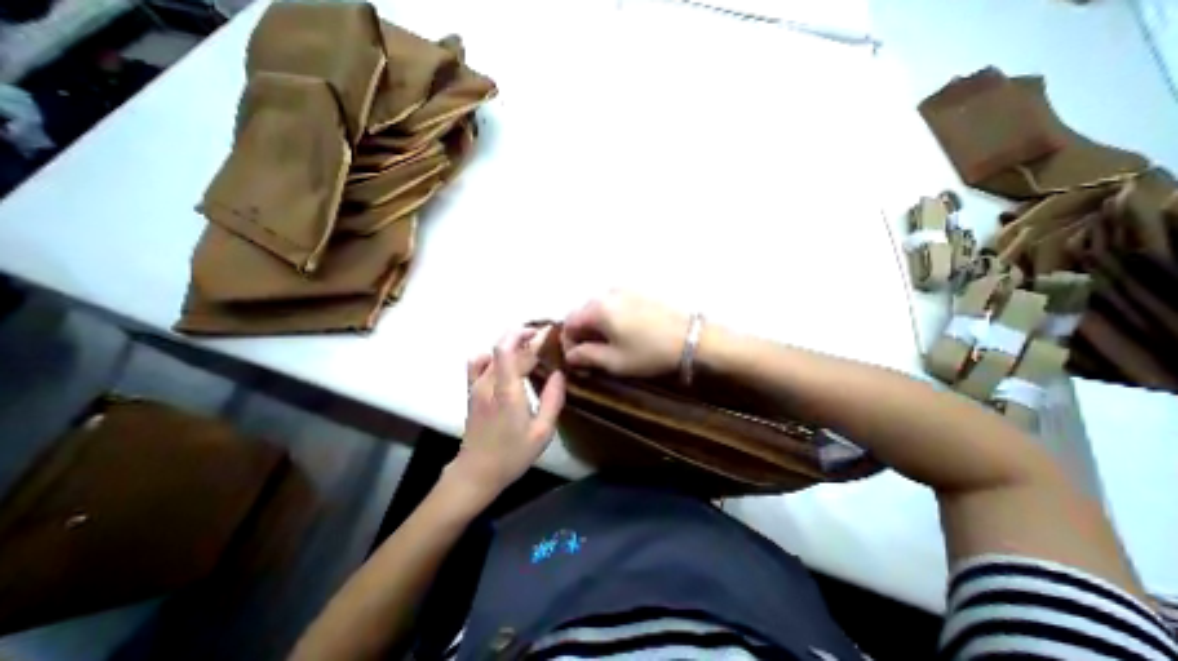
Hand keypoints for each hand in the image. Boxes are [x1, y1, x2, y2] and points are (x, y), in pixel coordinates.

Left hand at [447, 328, 564, 502]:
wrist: (476, 473)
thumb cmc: (512, 455)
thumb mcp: (542, 432)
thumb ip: (553, 399)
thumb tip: (559, 373)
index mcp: (507, 391)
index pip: (510, 349)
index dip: (528, 335)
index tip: (548, 332)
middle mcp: (488, 383)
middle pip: (505, 348)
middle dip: (527, 338)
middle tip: (547, 340)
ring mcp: (476, 386)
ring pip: (493, 352)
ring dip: (513, 344)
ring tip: (531, 346)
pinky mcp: (472, 391)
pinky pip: (478, 362)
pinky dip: (493, 354)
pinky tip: (506, 361)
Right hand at [560, 290, 692, 376]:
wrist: (692, 337)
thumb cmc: (650, 352)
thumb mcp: (615, 361)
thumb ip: (586, 356)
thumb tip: (570, 355)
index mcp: (598, 308)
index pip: (569, 322)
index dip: (568, 342)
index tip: (576, 359)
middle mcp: (608, 292)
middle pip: (583, 313)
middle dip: (582, 334)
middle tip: (591, 355)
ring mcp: (625, 289)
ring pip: (599, 308)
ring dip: (596, 326)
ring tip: (608, 345)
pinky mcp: (639, 291)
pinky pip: (615, 304)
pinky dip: (611, 318)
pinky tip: (623, 332)